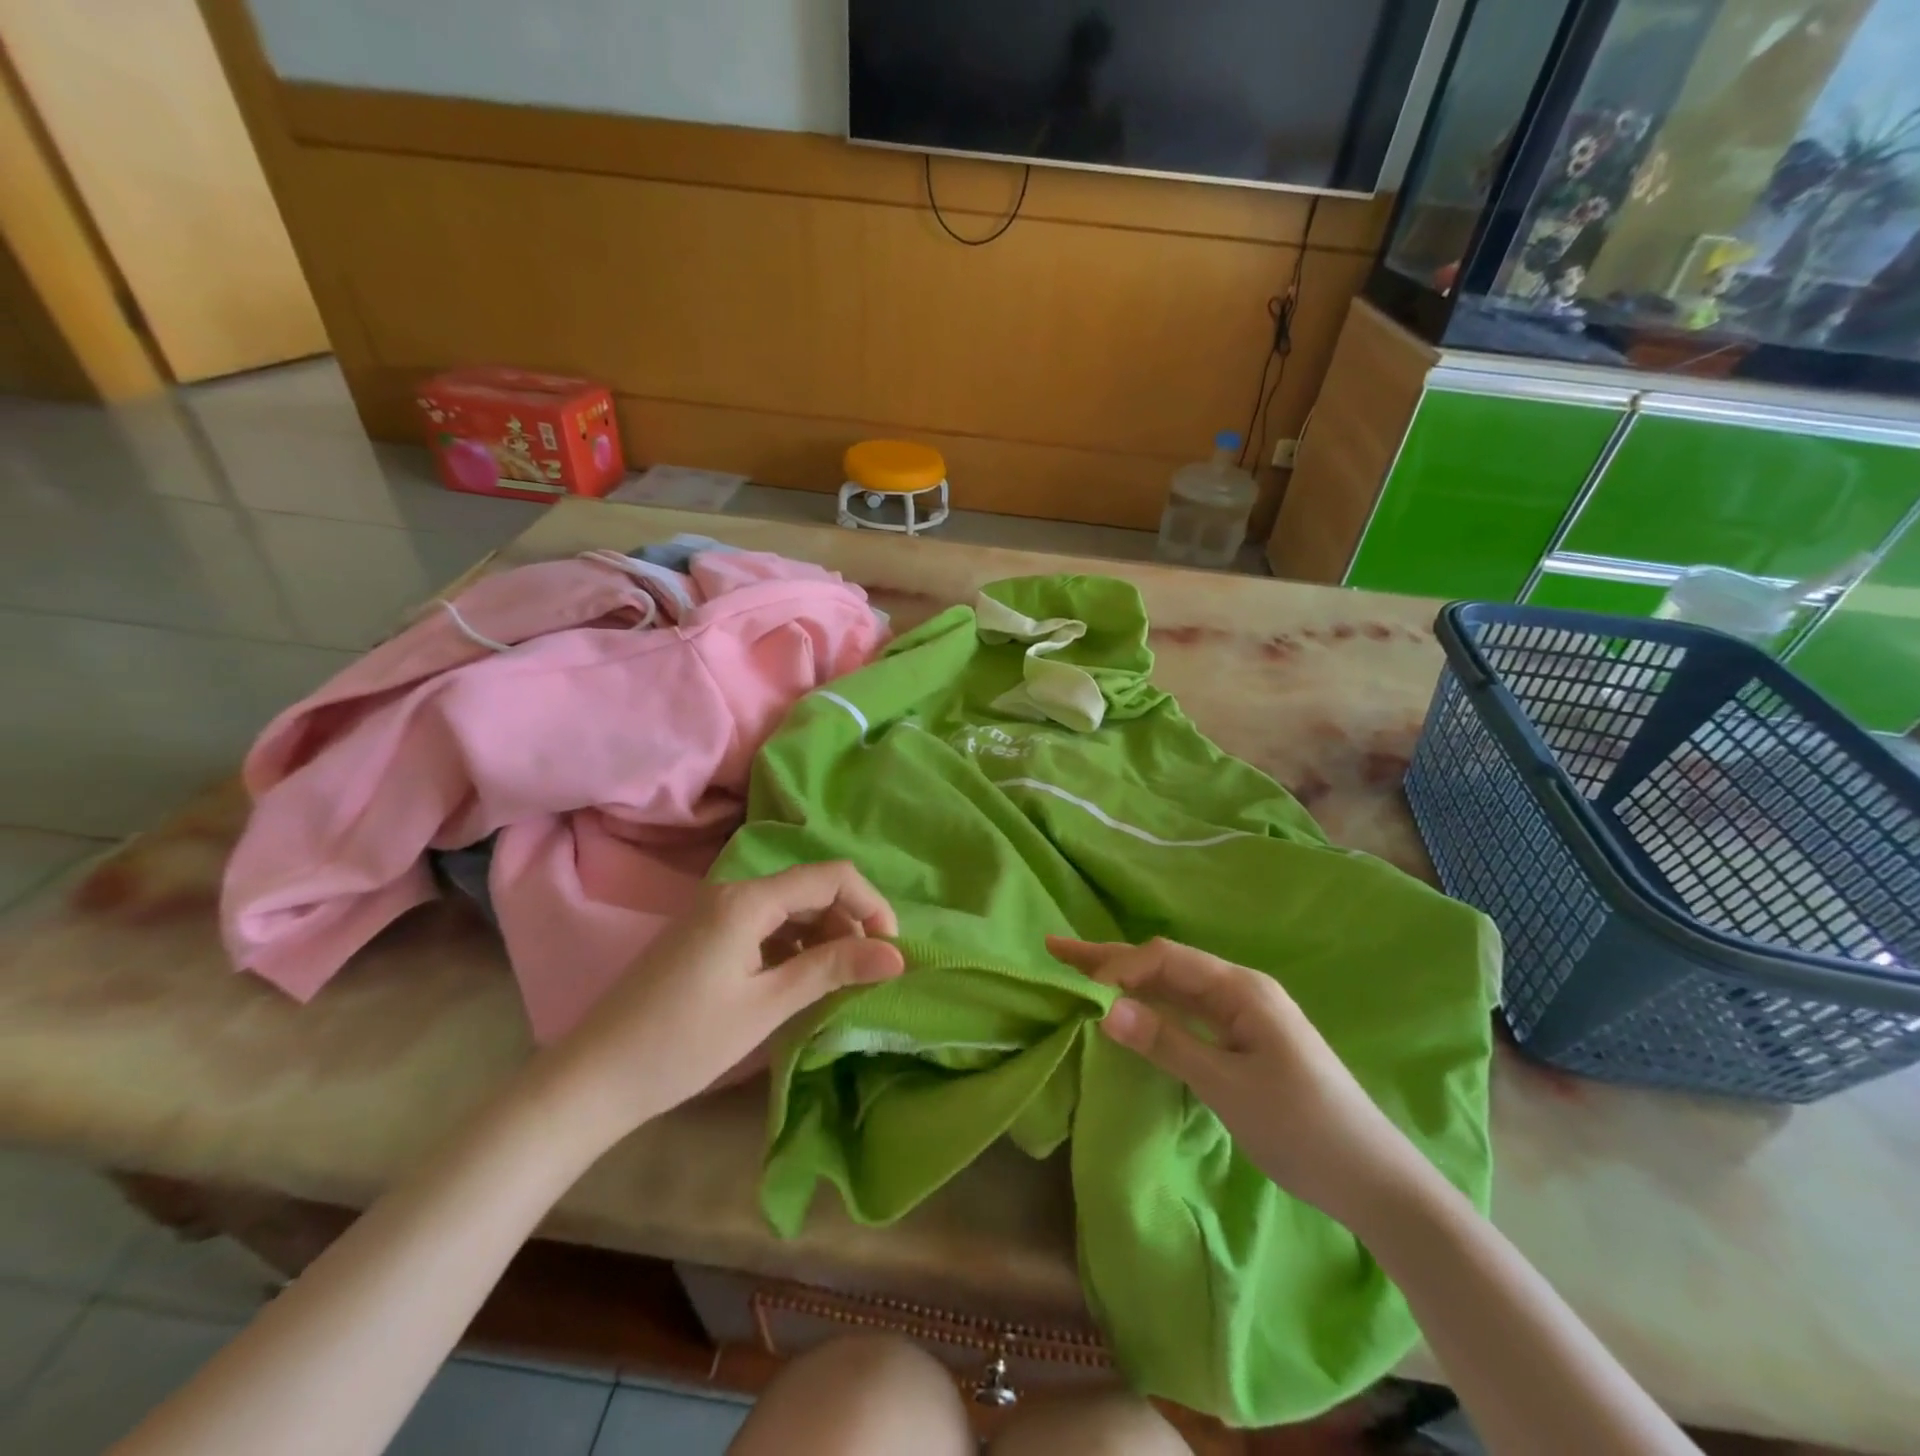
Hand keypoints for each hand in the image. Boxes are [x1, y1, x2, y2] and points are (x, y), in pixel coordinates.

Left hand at [541, 864, 904, 1147]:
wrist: (593, 1079)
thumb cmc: (683, 1042)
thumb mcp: (767, 1005)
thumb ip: (833, 969)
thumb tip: (898, 955)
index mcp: (748, 899)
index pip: (831, 876)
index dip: (871, 905)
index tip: (890, 952)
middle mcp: (734, 891)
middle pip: (812, 888)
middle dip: (849, 923)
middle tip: (866, 973)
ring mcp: (717, 911)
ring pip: (791, 908)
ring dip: (823, 936)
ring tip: (838, 982)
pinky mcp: (707, 934)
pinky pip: (766, 925)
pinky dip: (794, 946)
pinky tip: (800, 981)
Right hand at [1048, 936, 1433, 1233]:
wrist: (1374, 1181)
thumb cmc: (1302, 1127)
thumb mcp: (1227, 1086)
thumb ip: (1165, 1042)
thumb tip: (1104, 1008)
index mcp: (1241, 988)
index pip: (1165, 960)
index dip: (1119, 966)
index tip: (1079, 988)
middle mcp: (1240, 990)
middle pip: (1165, 964)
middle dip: (1111, 957)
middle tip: (1057, 947)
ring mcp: (1243, 1015)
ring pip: (1173, 987)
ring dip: (1128, 980)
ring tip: (1080, 972)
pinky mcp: (1244, 1040)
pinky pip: (1187, 1012)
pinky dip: (1151, 1006)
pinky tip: (1129, 1009)